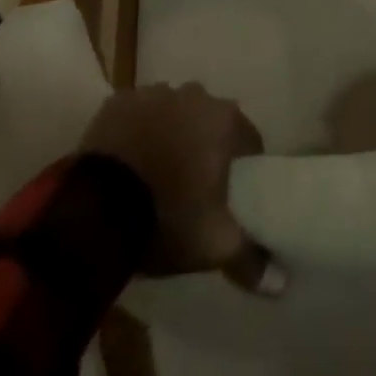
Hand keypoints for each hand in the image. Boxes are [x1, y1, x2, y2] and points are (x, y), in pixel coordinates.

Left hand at [79, 83, 283, 293]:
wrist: (95, 210)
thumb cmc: (167, 218)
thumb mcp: (214, 245)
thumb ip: (250, 257)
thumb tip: (280, 281)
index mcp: (224, 120)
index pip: (248, 139)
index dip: (242, 165)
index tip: (230, 191)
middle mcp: (194, 95)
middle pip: (208, 120)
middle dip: (203, 145)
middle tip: (191, 183)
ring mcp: (154, 93)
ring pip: (171, 112)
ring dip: (169, 133)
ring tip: (156, 171)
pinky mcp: (118, 101)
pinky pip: (135, 114)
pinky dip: (135, 131)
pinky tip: (127, 160)